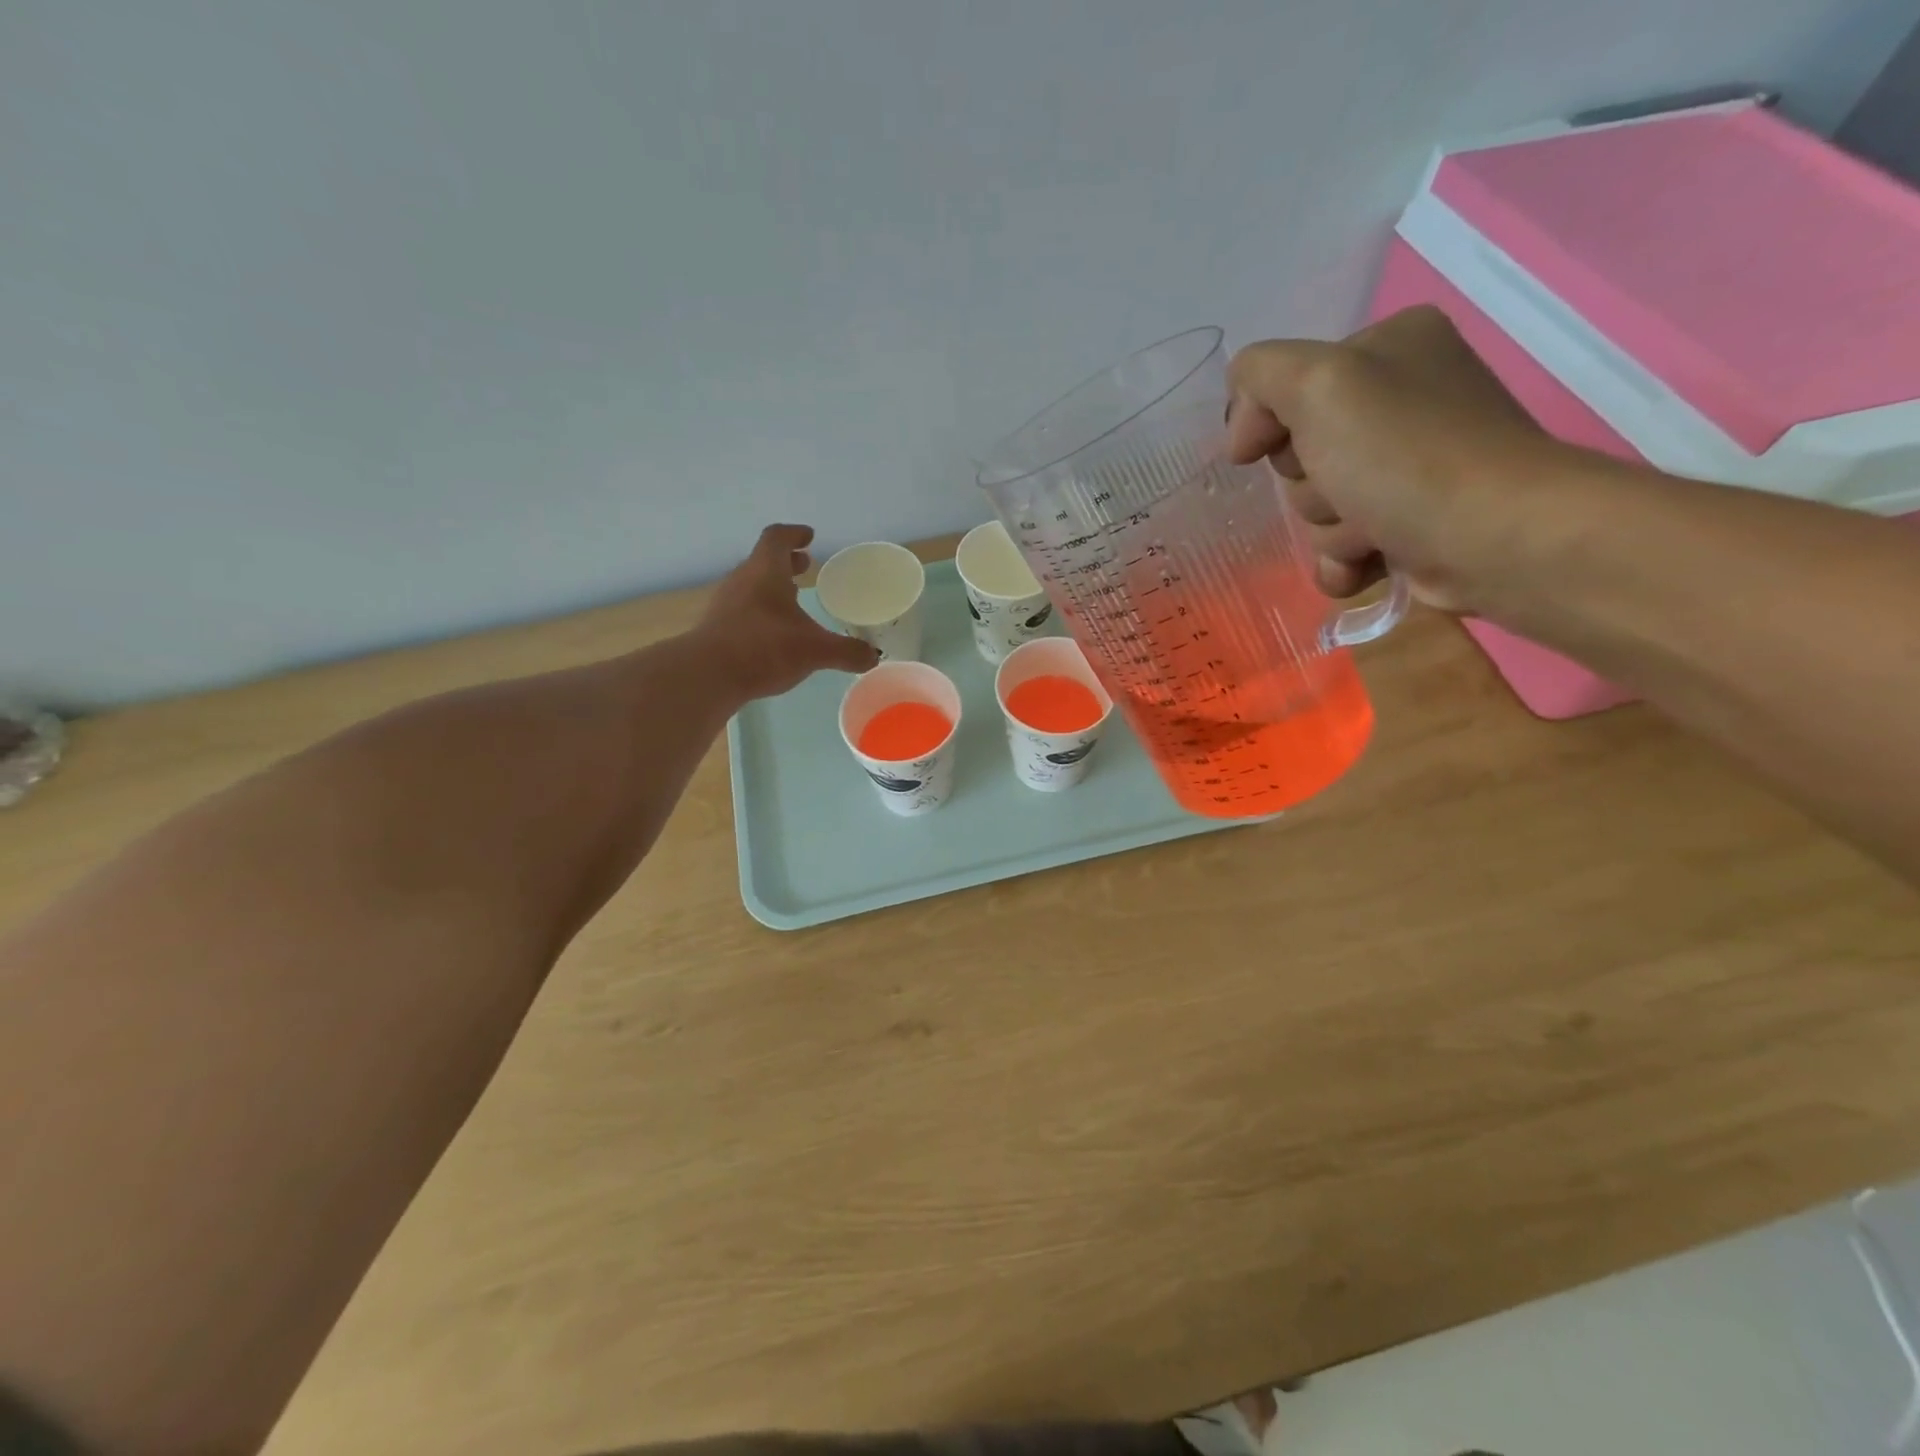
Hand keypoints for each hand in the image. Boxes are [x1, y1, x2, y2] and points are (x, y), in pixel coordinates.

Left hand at [695, 524, 879, 698]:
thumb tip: (874, 656)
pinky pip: (741, 610)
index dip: (794, 534)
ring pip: (751, 586)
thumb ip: (847, 652)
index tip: (809, 537)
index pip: (777, 538)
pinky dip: (759, 612)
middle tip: (804, 566)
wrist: (707, 675)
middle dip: (786, 563)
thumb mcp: (815, 650)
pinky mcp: (716, 628)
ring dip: (771, 587)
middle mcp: (742, 580)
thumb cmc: (764, 648)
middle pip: (763, 561)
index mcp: (766, 571)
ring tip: (791, 599)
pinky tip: (772, 633)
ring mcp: (724, 604)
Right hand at [1224, 305, 1567, 613]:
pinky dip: (1345, 560)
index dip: (1271, 426)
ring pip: (1319, 505)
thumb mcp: (1318, 384)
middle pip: (1300, 453)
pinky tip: (1368, 562)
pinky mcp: (1416, 521)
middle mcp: (1404, 397)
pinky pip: (1342, 546)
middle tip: (1344, 489)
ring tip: (1371, 530)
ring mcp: (1411, 464)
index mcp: (1389, 346)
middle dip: (1310, 485)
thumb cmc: (1403, 455)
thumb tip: (1243, 432)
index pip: (1285, 387)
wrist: (1494, 539)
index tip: (1274, 451)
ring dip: (1330, 528)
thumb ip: (1261, 377)